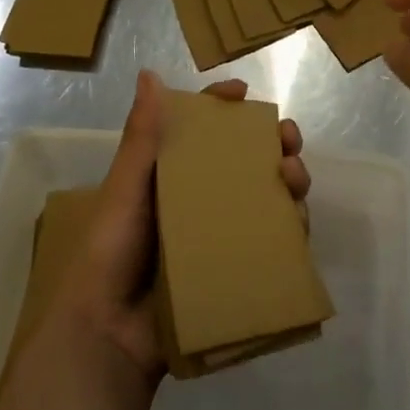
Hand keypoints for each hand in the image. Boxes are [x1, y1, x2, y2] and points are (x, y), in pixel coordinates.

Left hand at [53, 70, 309, 383]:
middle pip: (246, 162)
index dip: (224, 109)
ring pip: (267, 197)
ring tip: (294, 177)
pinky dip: (292, 226)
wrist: (110, 334)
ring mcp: (221, 235)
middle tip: (288, 139)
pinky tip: (299, 219)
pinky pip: (272, 241)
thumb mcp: (126, 188)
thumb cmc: (112, 252)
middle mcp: (200, 200)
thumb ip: (142, 137)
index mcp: (171, 177)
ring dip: (289, 180)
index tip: (244, 94)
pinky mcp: (237, 267)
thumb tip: (150, 75)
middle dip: (273, 143)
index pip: (202, 132)